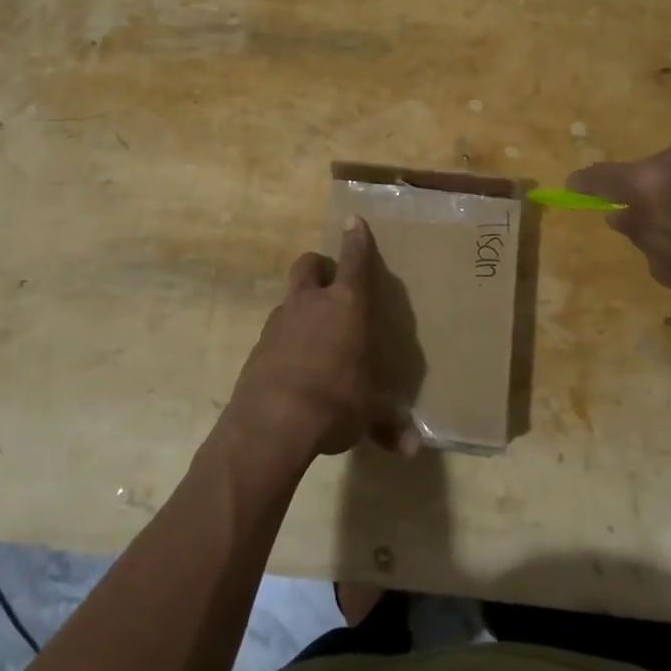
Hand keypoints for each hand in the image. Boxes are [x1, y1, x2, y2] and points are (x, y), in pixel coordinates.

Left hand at [224, 218, 421, 462]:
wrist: (271, 423)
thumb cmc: (333, 402)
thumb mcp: (366, 414)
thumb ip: (388, 425)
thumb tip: (412, 450)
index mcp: (345, 307)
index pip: (354, 262)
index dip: (356, 240)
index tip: (353, 220)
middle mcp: (310, 304)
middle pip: (307, 265)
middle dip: (317, 266)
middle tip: (328, 282)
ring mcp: (278, 323)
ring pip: (289, 299)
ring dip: (300, 307)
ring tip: (313, 335)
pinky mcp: (258, 348)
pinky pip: (275, 332)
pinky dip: (285, 340)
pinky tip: (293, 367)